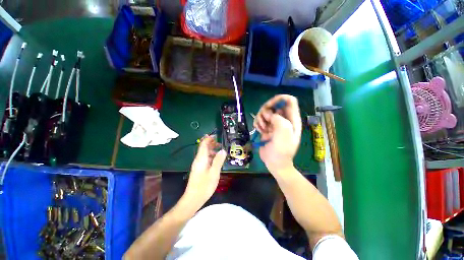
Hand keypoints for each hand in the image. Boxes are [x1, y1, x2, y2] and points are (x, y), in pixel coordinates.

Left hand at [184, 135, 226, 206]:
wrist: (193, 199)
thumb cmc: (204, 186)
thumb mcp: (214, 172)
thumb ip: (218, 160)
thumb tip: (223, 150)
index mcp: (201, 158)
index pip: (203, 144)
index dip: (209, 138)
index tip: (216, 136)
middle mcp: (198, 159)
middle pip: (204, 147)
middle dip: (211, 143)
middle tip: (221, 143)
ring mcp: (198, 164)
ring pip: (205, 153)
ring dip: (212, 150)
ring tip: (220, 150)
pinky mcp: (199, 169)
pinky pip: (205, 159)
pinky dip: (211, 156)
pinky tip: (217, 160)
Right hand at [254, 95, 301, 174]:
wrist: (275, 163)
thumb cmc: (282, 150)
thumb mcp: (284, 134)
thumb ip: (278, 120)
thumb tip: (268, 114)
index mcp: (292, 119)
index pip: (289, 100)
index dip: (279, 99)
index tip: (269, 106)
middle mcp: (283, 119)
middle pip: (274, 105)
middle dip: (266, 110)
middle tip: (263, 120)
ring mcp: (274, 123)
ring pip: (265, 111)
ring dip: (260, 118)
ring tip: (262, 128)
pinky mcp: (266, 128)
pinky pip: (260, 119)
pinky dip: (257, 123)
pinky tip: (259, 130)